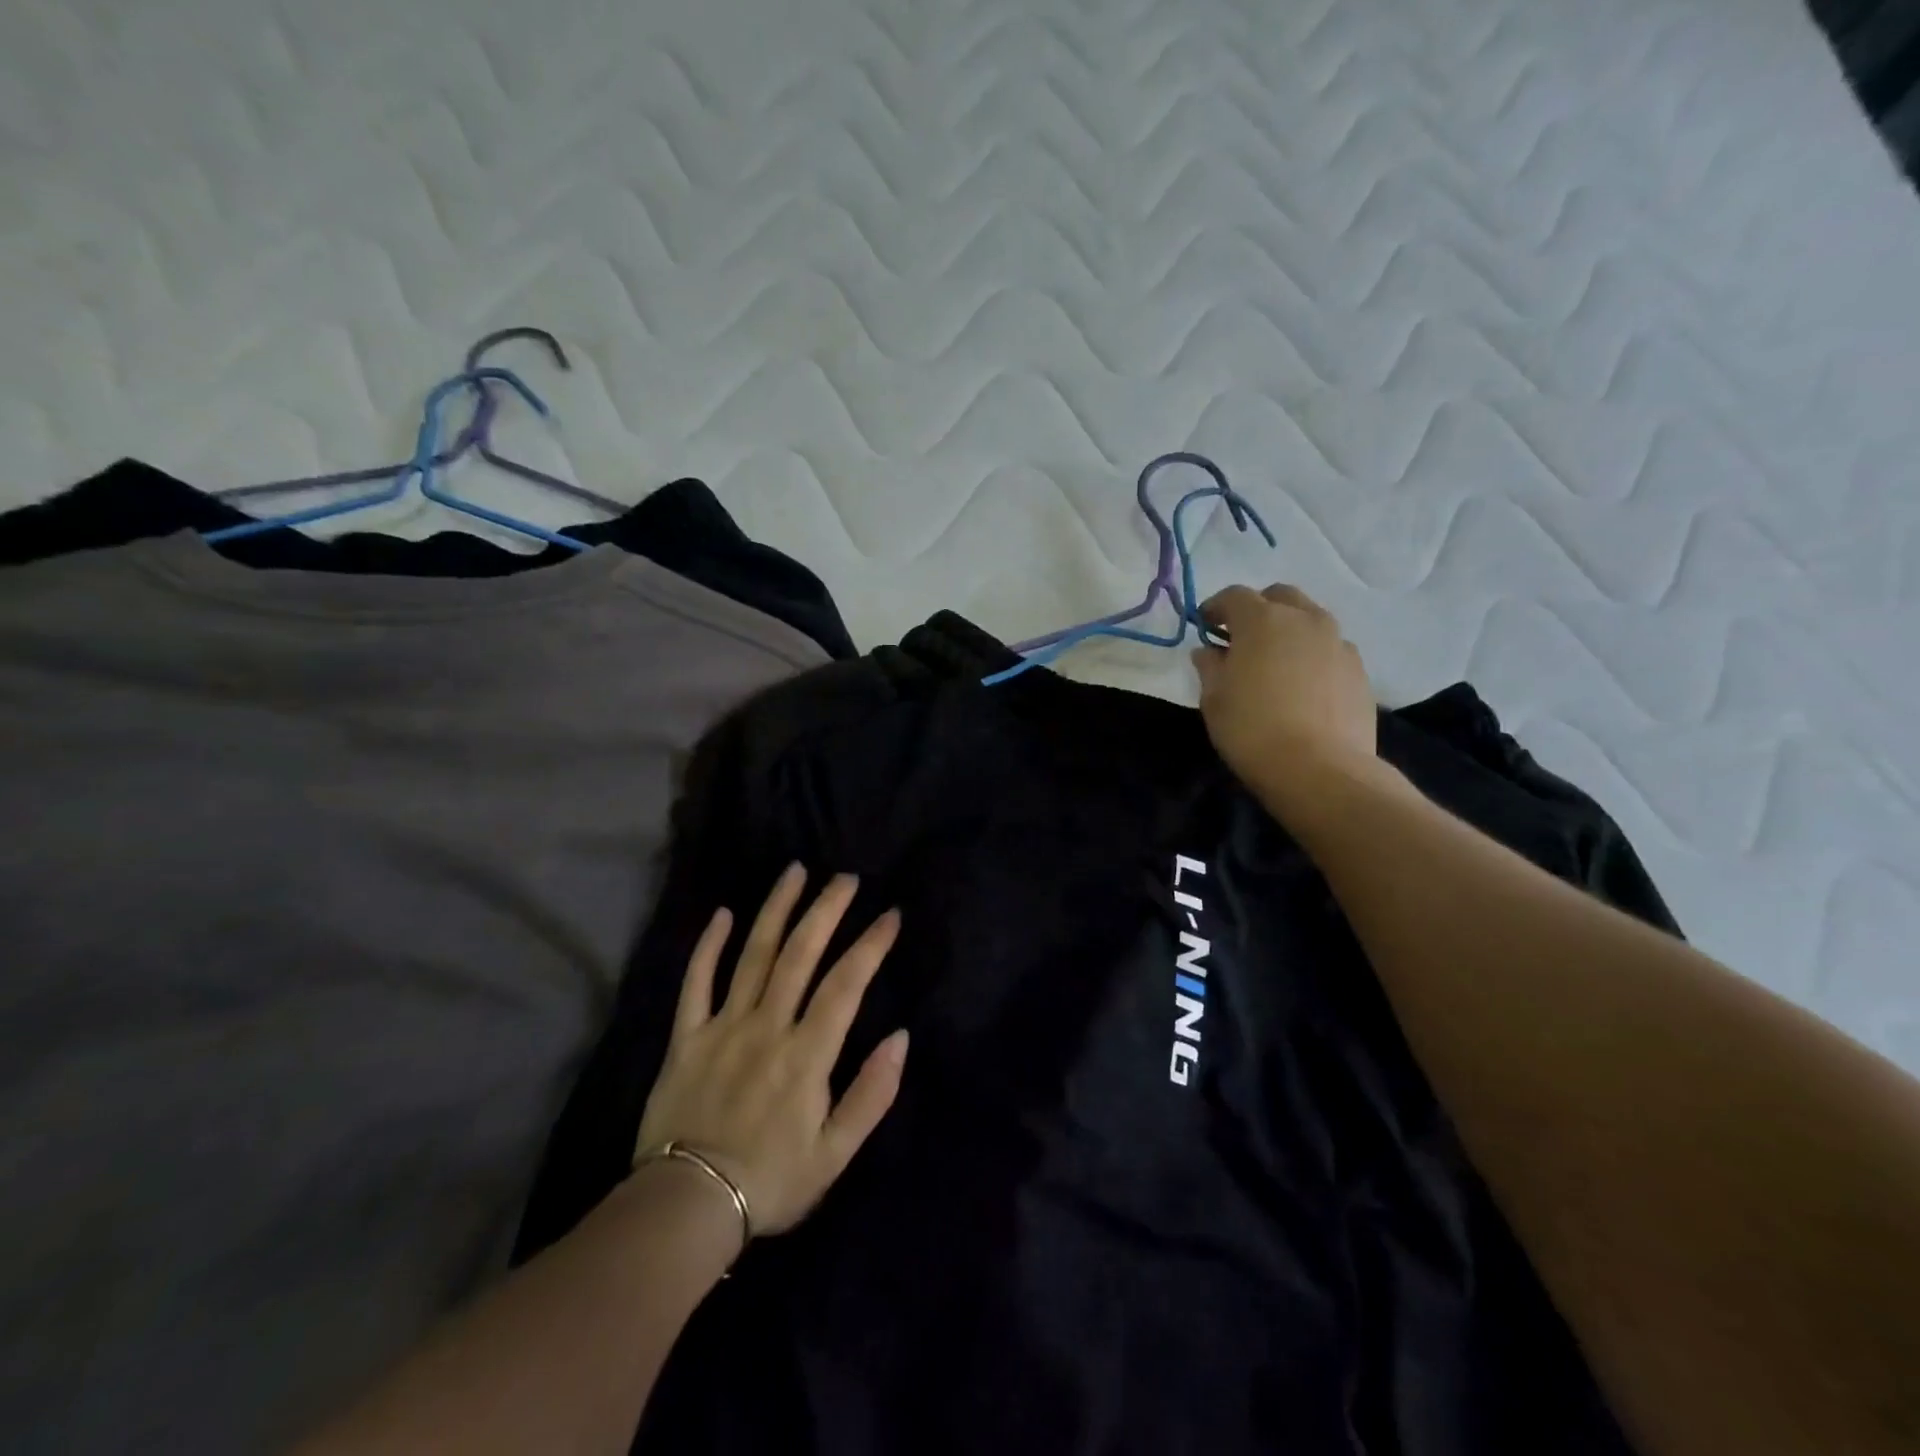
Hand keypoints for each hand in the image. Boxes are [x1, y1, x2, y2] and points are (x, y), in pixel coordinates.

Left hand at [635, 865, 907, 1239]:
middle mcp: (767, 1026)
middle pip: (800, 954)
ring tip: (796, 872)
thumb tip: (900, 1038)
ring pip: (753, 955)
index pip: (846, 985)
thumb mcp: (835, 1154)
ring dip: (776, 910)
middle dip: (826, 910)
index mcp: (806, 1054)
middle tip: (846, 878)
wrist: (686, 1209)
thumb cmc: (771, 1182)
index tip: (890, 916)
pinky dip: (709, 946)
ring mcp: (723, 1026)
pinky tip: (722, 913)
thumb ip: (871, 1094)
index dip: (871, 946)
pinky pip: (696, 983)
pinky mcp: (686, 1037)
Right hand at [1192, 584, 1376, 797]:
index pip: (1234, 596)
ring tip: (1276, 663)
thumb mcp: (1214, 699)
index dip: (1215, 608)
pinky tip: (1303, 686)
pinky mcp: (1359, 670)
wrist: (1320, 769)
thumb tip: (1209, 651)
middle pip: (1279, 596)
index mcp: (1262, 620)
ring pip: (1310, 620)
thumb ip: (1210, 667)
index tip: (1204, 626)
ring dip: (1289, 631)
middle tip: (1242, 639)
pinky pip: (1330, 649)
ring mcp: (1338, 642)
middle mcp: (1304, 620)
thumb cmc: (1252, 729)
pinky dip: (1312, 656)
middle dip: (1258, 609)